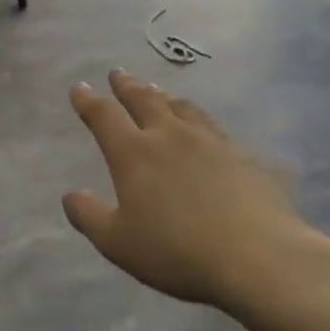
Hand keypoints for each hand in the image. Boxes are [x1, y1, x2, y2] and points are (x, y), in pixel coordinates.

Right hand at [64, 72, 329, 309]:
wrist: (258, 256)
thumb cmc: (176, 251)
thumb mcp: (117, 242)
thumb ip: (89, 216)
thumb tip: (71, 194)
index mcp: (134, 153)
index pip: (105, 116)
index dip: (89, 101)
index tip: (80, 88)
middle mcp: (171, 136)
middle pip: (145, 100)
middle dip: (127, 86)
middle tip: (117, 74)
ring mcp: (212, 142)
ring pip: (183, 108)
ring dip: (165, 97)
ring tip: (159, 91)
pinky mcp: (244, 155)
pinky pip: (216, 128)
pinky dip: (201, 121)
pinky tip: (207, 129)